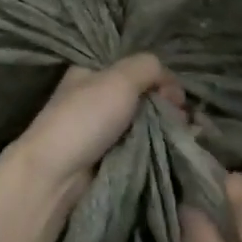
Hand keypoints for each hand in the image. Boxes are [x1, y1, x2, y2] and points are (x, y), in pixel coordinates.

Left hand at [9, 54, 182, 203]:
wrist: (57, 175)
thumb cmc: (85, 118)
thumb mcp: (118, 78)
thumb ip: (148, 66)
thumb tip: (169, 82)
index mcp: (93, 71)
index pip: (136, 66)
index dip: (159, 76)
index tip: (174, 93)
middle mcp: (100, 96)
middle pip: (146, 94)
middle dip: (168, 103)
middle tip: (180, 117)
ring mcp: (107, 128)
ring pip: (149, 120)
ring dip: (169, 125)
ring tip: (184, 133)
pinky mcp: (114, 156)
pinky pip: (145, 144)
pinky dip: (162, 144)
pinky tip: (178, 145)